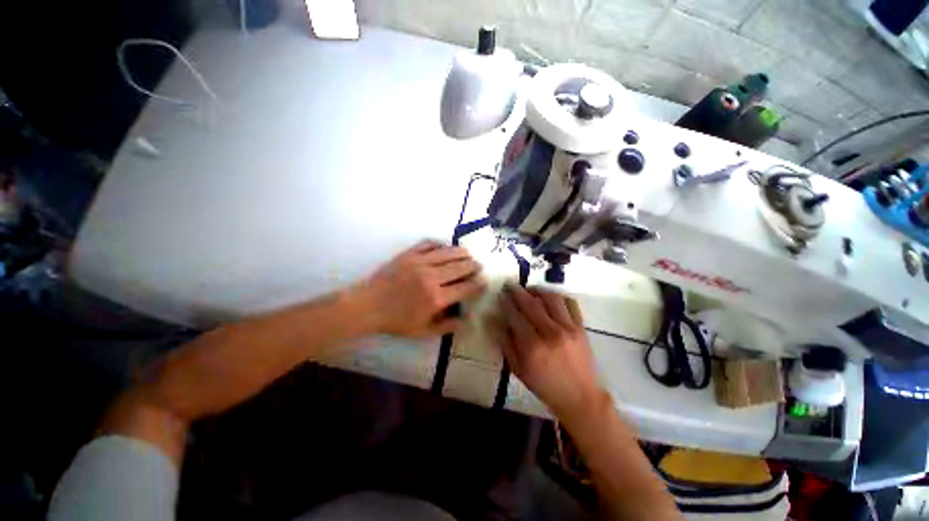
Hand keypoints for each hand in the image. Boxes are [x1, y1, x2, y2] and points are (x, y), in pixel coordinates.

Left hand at [355, 241, 485, 337]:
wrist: (367, 306)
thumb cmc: (396, 321)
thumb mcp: (423, 331)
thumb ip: (447, 327)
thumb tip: (467, 321)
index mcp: (436, 298)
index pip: (465, 288)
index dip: (477, 284)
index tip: (484, 281)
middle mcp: (431, 277)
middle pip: (460, 267)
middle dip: (473, 265)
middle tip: (479, 265)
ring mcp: (419, 262)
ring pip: (447, 253)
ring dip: (461, 252)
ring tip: (468, 253)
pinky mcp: (408, 254)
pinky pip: (428, 244)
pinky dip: (439, 244)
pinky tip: (444, 247)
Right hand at [495, 285, 602, 417]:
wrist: (579, 397)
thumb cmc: (544, 385)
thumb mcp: (518, 369)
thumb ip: (505, 342)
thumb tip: (493, 320)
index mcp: (532, 346)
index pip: (515, 315)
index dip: (506, 302)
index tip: (500, 294)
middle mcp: (550, 333)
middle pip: (531, 303)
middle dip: (517, 291)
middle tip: (510, 285)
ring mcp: (568, 328)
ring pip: (551, 298)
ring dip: (538, 290)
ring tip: (529, 290)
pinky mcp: (581, 328)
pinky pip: (570, 303)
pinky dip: (559, 297)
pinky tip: (550, 299)